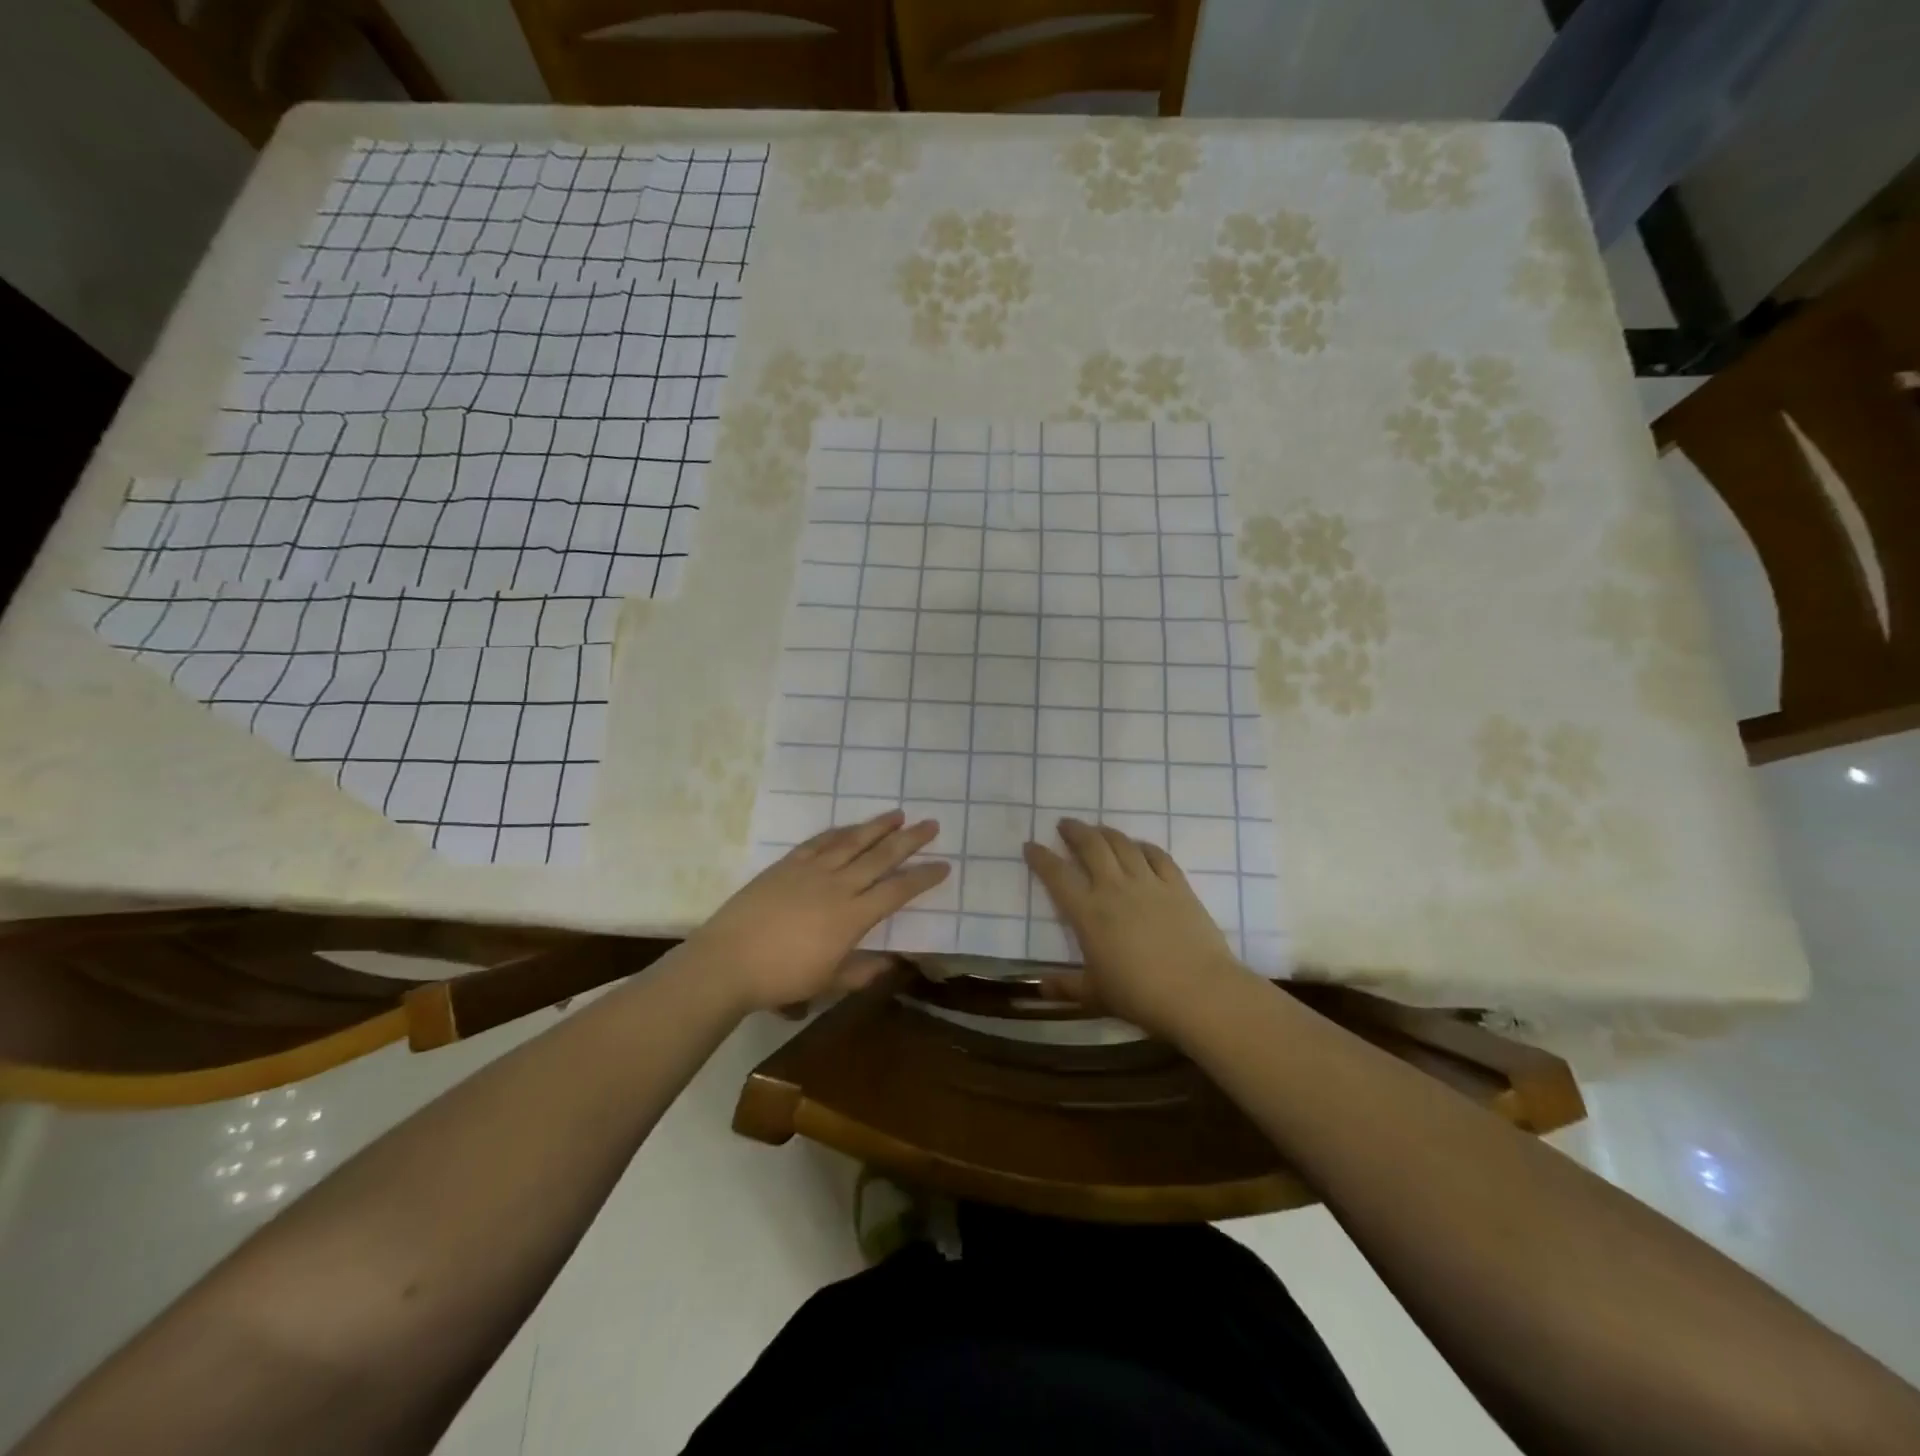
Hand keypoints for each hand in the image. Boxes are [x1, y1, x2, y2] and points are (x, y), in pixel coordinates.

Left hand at [687, 810, 949, 1013]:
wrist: (728, 961)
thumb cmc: (781, 978)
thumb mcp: (828, 983)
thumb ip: (862, 971)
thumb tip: (893, 963)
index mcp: (852, 916)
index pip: (897, 891)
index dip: (923, 877)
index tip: (944, 865)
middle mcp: (838, 885)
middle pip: (881, 856)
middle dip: (909, 840)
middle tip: (931, 824)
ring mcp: (811, 871)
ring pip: (852, 841)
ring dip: (877, 826)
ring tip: (898, 814)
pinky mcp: (787, 865)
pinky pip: (820, 841)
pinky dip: (839, 831)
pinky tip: (850, 826)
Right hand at [1023, 818, 1244, 1038]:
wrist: (1198, 992)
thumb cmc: (1140, 996)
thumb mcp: (1095, 995)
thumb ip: (1065, 986)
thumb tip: (1038, 988)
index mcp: (1088, 913)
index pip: (1057, 876)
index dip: (1041, 858)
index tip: (1030, 845)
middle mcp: (1114, 888)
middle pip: (1091, 847)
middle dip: (1074, 831)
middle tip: (1065, 824)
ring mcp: (1148, 883)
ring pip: (1122, 844)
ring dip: (1106, 832)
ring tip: (1097, 829)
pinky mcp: (1177, 886)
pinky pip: (1157, 856)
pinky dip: (1144, 846)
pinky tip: (1139, 846)